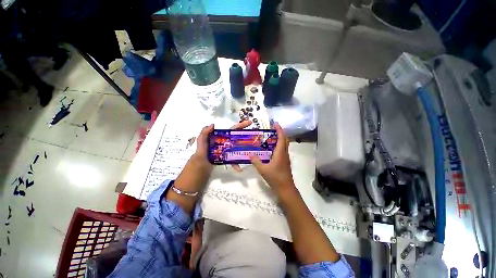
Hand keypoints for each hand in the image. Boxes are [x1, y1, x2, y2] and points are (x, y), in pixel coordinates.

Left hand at [192, 120, 252, 171]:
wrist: (200, 164)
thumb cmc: (202, 151)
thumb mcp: (201, 140)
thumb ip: (205, 132)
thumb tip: (213, 124)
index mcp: (222, 136)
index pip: (233, 129)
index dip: (241, 125)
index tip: (249, 123)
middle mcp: (226, 142)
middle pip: (238, 137)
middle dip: (246, 134)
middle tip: (256, 134)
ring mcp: (228, 150)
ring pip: (238, 148)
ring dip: (245, 149)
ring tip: (252, 151)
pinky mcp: (227, 157)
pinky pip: (233, 160)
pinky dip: (236, 164)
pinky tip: (239, 169)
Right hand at [250, 123, 296, 197]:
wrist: (286, 189)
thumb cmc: (275, 178)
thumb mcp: (263, 170)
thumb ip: (256, 161)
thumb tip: (250, 154)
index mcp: (280, 153)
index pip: (281, 138)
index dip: (279, 130)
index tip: (275, 123)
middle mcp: (284, 154)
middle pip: (285, 140)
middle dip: (280, 132)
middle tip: (273, 129)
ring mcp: (286, 158)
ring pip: (285, 145)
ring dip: (280, 139)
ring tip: (271, 137)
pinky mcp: (285, 162)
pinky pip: (283, 150)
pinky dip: (279, 146)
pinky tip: (272, 149)